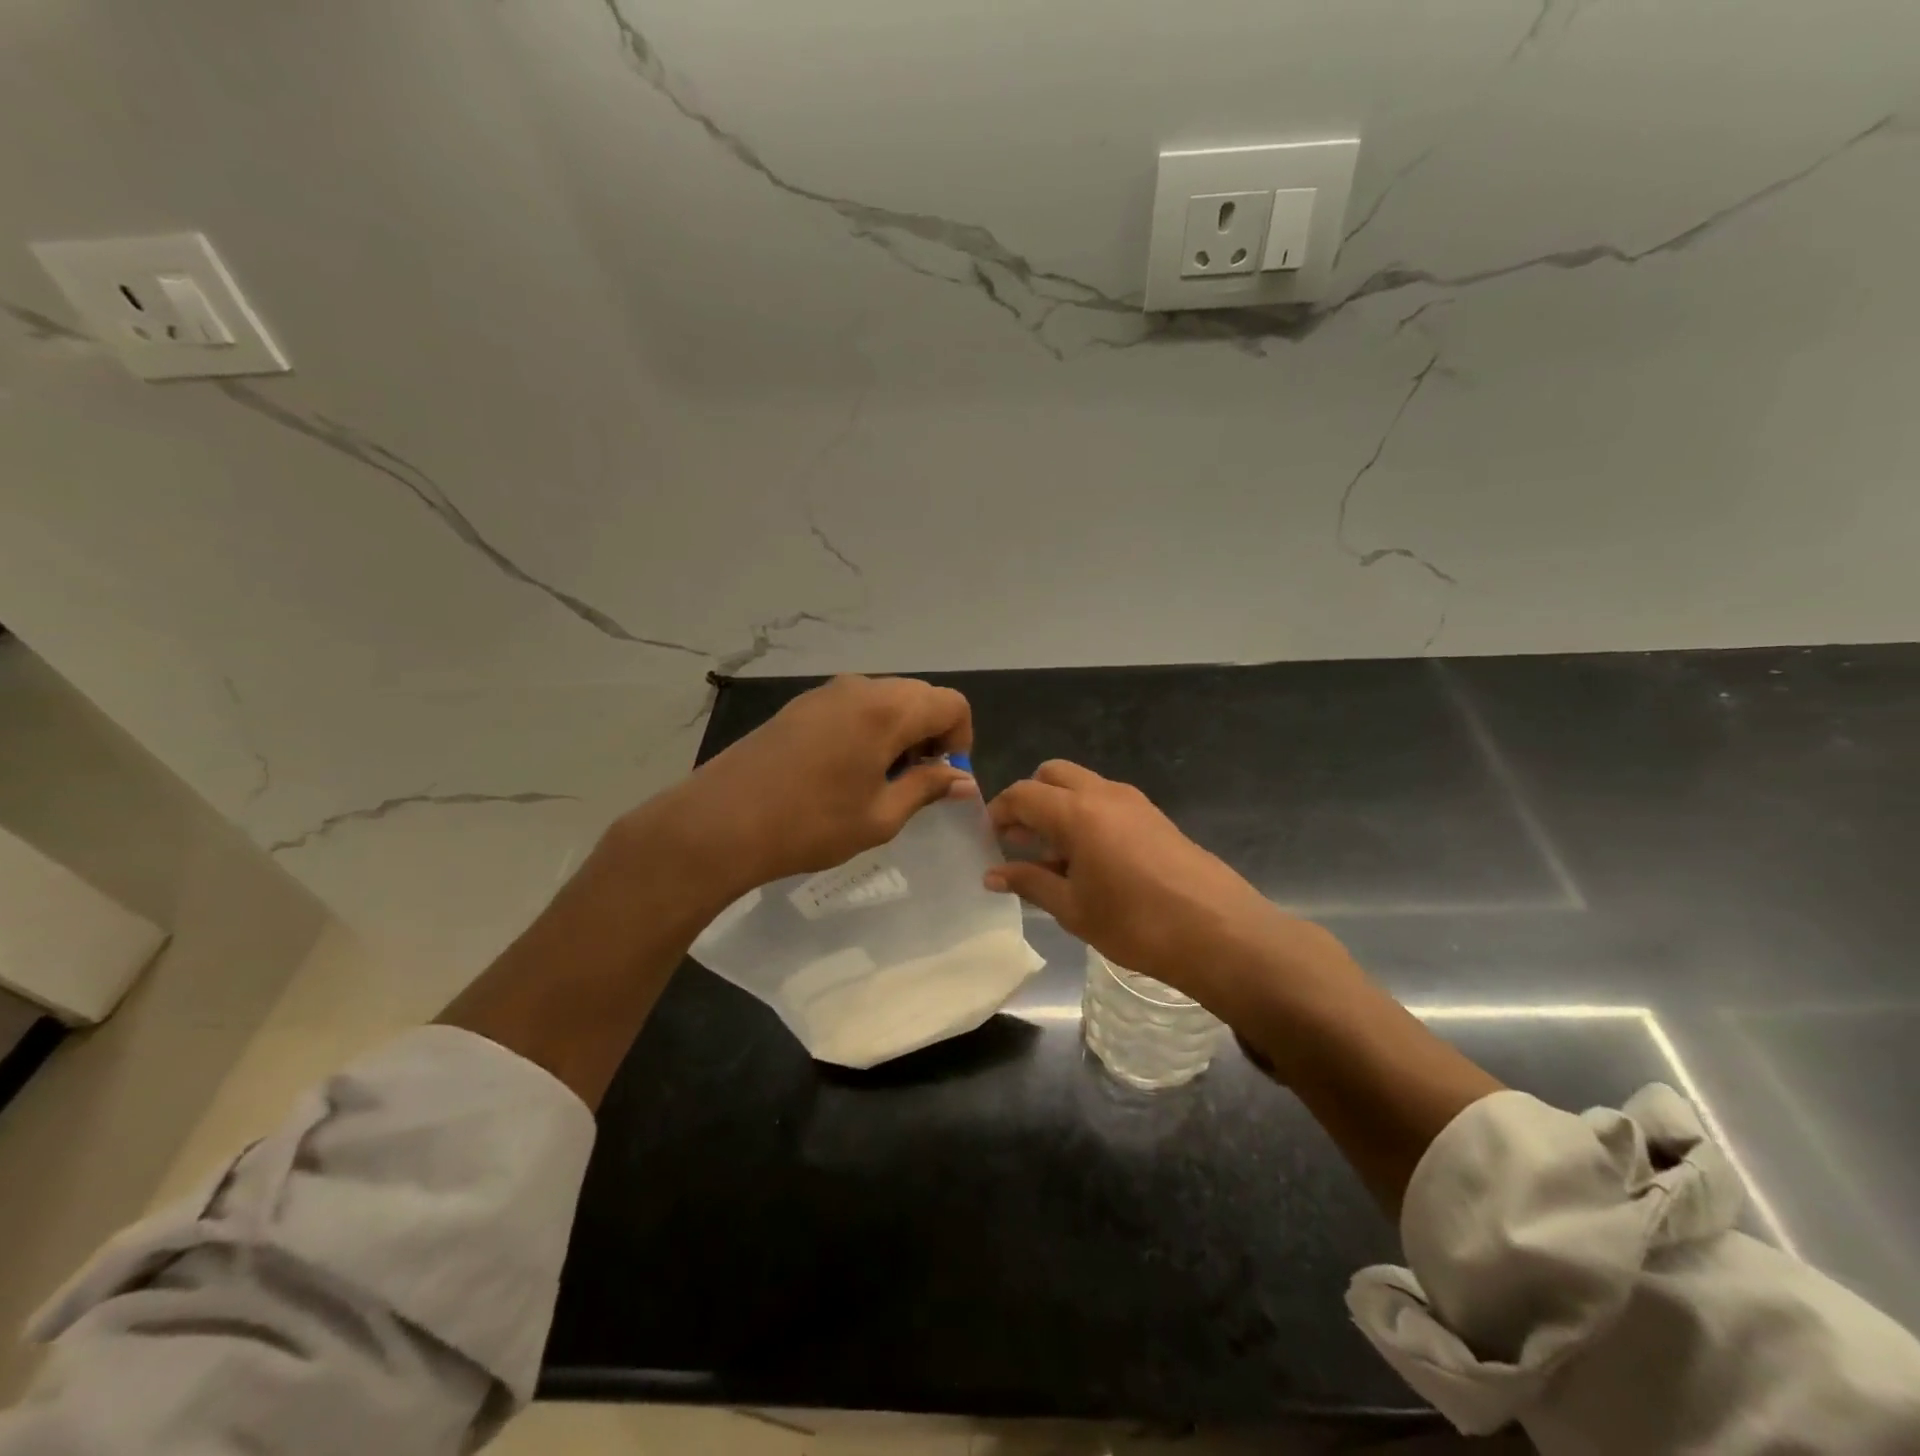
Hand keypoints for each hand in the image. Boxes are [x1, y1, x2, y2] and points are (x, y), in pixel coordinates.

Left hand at [639, 675, 975, 895]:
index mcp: (887, 710)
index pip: (951, 704)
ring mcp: (825, 693)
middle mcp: (860, 688)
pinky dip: (868, 729)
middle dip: (930, 734)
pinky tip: (844, 771)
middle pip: (918, 696)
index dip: (961, 739)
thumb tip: (962, 779)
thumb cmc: (810, 824)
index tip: (943, 778)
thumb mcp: (880, 816)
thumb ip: (927, 788)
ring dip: (899, 732)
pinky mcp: (800, 705)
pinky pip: (854, 706)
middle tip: (913, 781)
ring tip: (878, 780)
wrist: (720, 822)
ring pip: (885, 699)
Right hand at [984, 760, 1352, 1021]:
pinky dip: (1085, 816)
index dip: (999, 813)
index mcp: (1076, 812)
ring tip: (1053, 857)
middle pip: (1051, 774)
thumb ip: (1030, 883)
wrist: (1218, 931)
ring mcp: (1133, 801)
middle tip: (1019, 840)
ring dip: (1058, 807)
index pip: (1022, 794)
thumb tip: (992, 875)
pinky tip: (1089, 860)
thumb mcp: (1073, 909)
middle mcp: (1103, 794)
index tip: (989, 840)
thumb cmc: (1136, 923)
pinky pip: (1106, 801)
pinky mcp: (1155, 815)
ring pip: (1081, 785)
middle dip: (1029, 800)